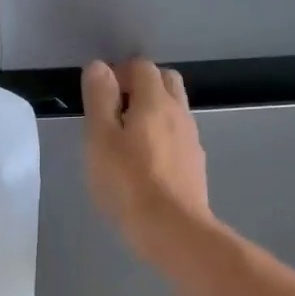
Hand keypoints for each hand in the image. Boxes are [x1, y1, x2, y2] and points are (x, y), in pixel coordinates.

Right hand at [81, 58, 211, 261]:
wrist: (173, 229)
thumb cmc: (128, 183)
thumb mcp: (100, 139)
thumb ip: (99, 99)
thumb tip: (99, 67)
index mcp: (155, 101)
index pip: (141, 66)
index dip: (119, 73)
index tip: (100, 96)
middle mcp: (179, 112)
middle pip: (165, 81)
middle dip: (141, 86)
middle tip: (115, 112)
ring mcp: (191, 139)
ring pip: (174, 109)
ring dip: (153, 112)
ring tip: (128, 139)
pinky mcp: (195, 164)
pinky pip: (178, 136)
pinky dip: (163, 136)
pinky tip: (146, 163)